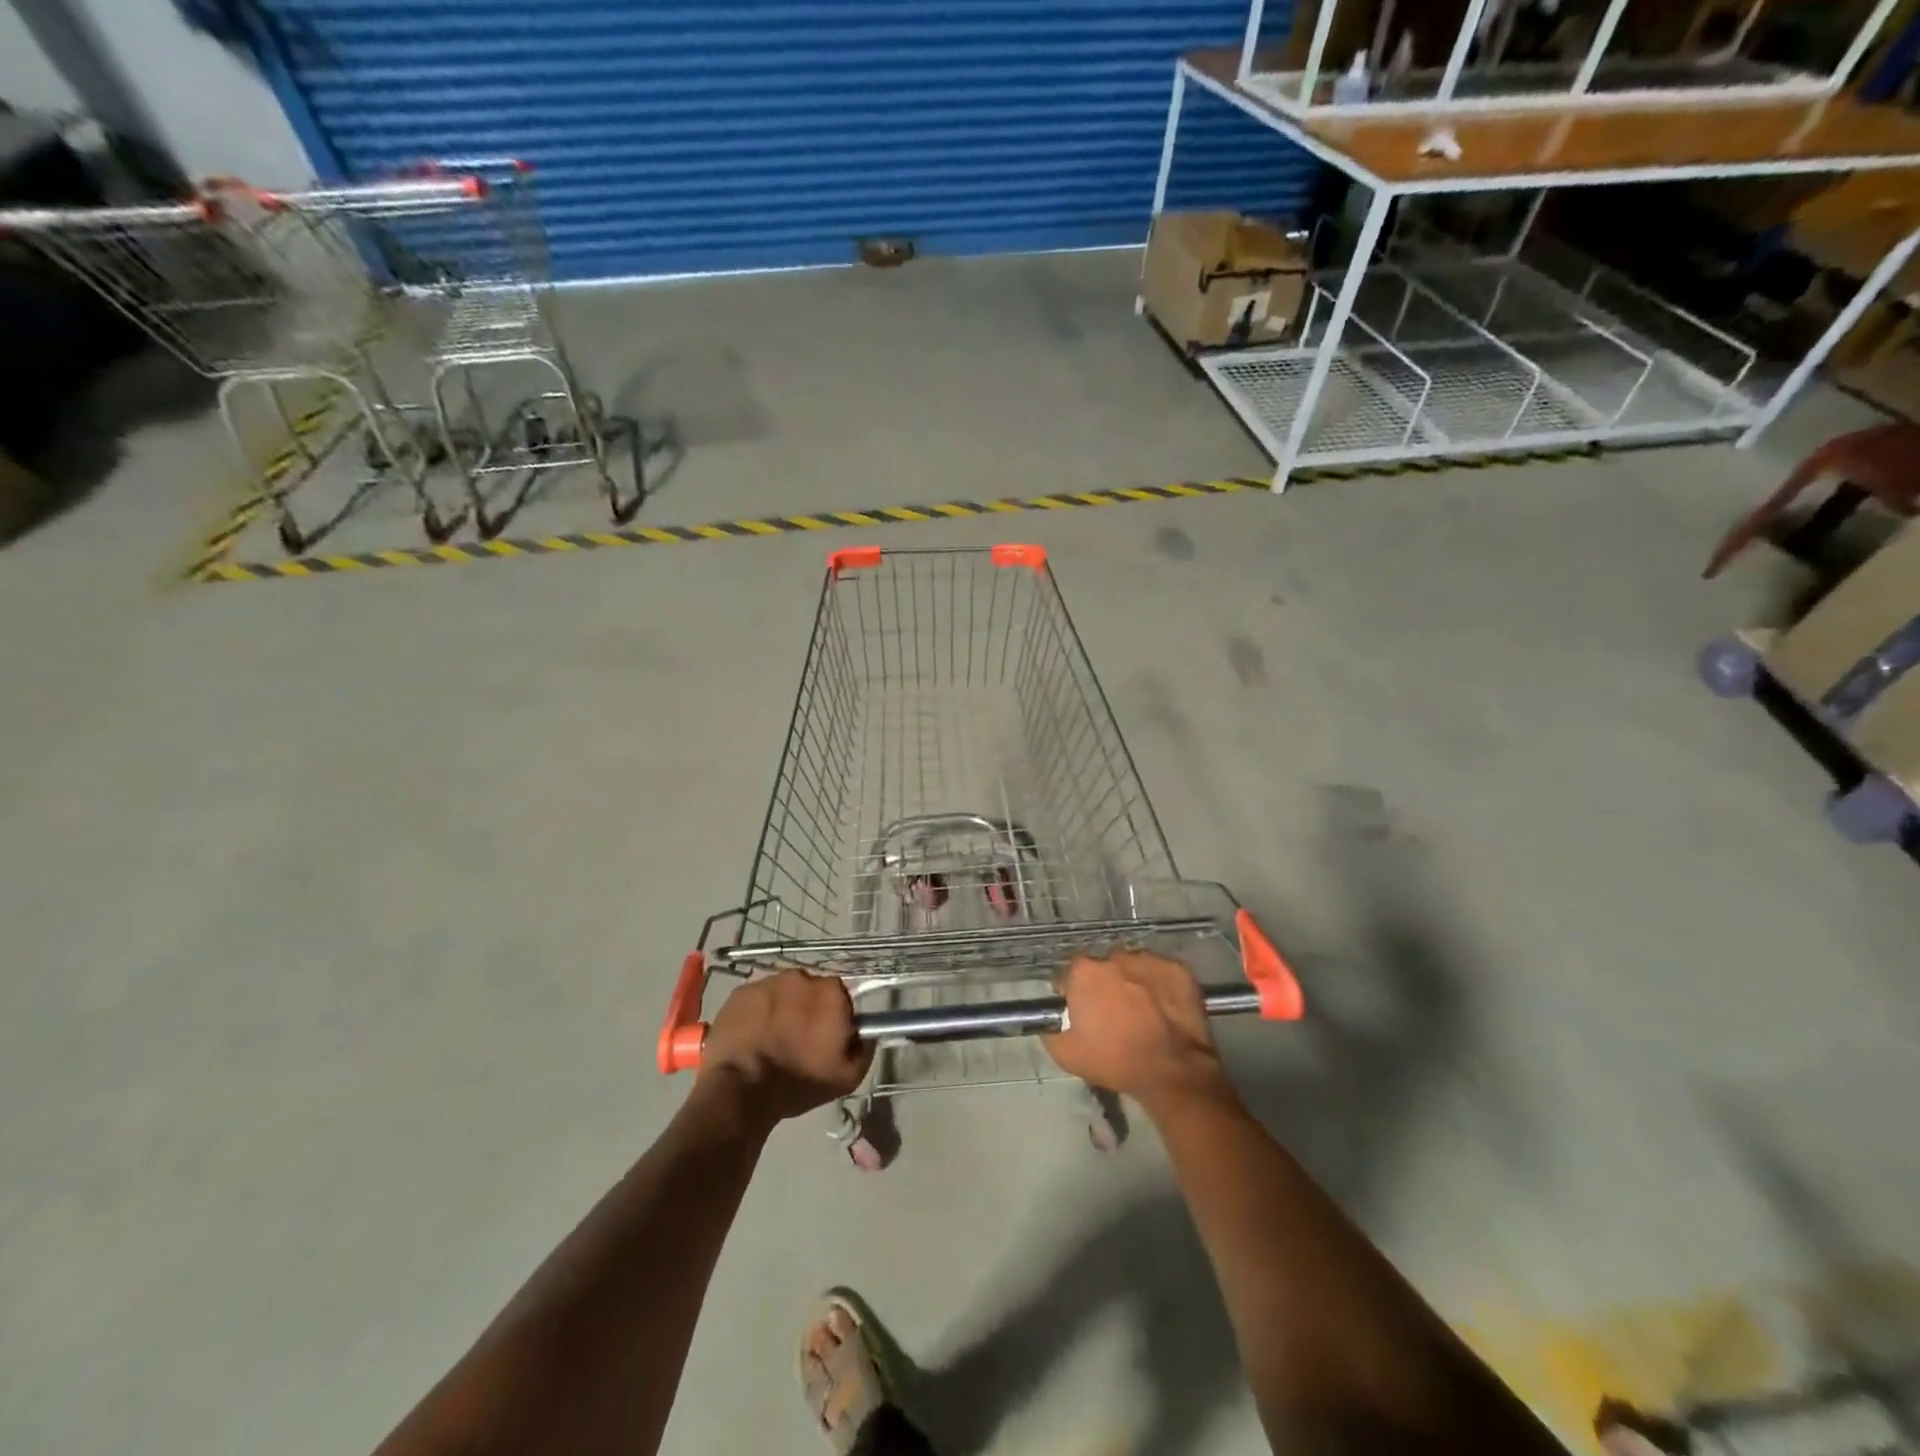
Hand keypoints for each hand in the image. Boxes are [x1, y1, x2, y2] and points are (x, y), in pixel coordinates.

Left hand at [698, 969, 873, 1128]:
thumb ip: (865, 1049)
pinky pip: (756, 999)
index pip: (840, 995)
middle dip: (807, 1008)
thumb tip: (865, 1034)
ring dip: (781, 1008)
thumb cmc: (798, 1083)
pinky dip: (757, 1012)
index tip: (826, 1036)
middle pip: (810, 990)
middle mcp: (801, 977)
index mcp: (830, 992)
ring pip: (782, 992)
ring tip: (771, 1038)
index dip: (834, 1015)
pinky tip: (752, 1036)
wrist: (740, 1090)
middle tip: (798, 1038)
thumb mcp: (847, 1077)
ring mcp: (767, 982)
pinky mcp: (740, 992)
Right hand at [1044, 951, 1232, 1111]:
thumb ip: (1050, 1030)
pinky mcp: (1177, 968)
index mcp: (1084, 972)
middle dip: (1103, 986)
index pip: (1069, 976)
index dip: (1072, 995)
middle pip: (1101, 968)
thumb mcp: (1066, 1055)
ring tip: (1141, 1011)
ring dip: (1131, 982)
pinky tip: (1163, 1008)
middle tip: (1111, 1014)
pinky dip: (1158, 985)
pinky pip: (1160, 972)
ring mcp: (1148, 960)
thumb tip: (1051, 1021)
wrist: (1172, 1071)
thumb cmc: (1115, 1061)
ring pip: (1131, 967)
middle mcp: (1113, 957)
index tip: (1081, 1014)